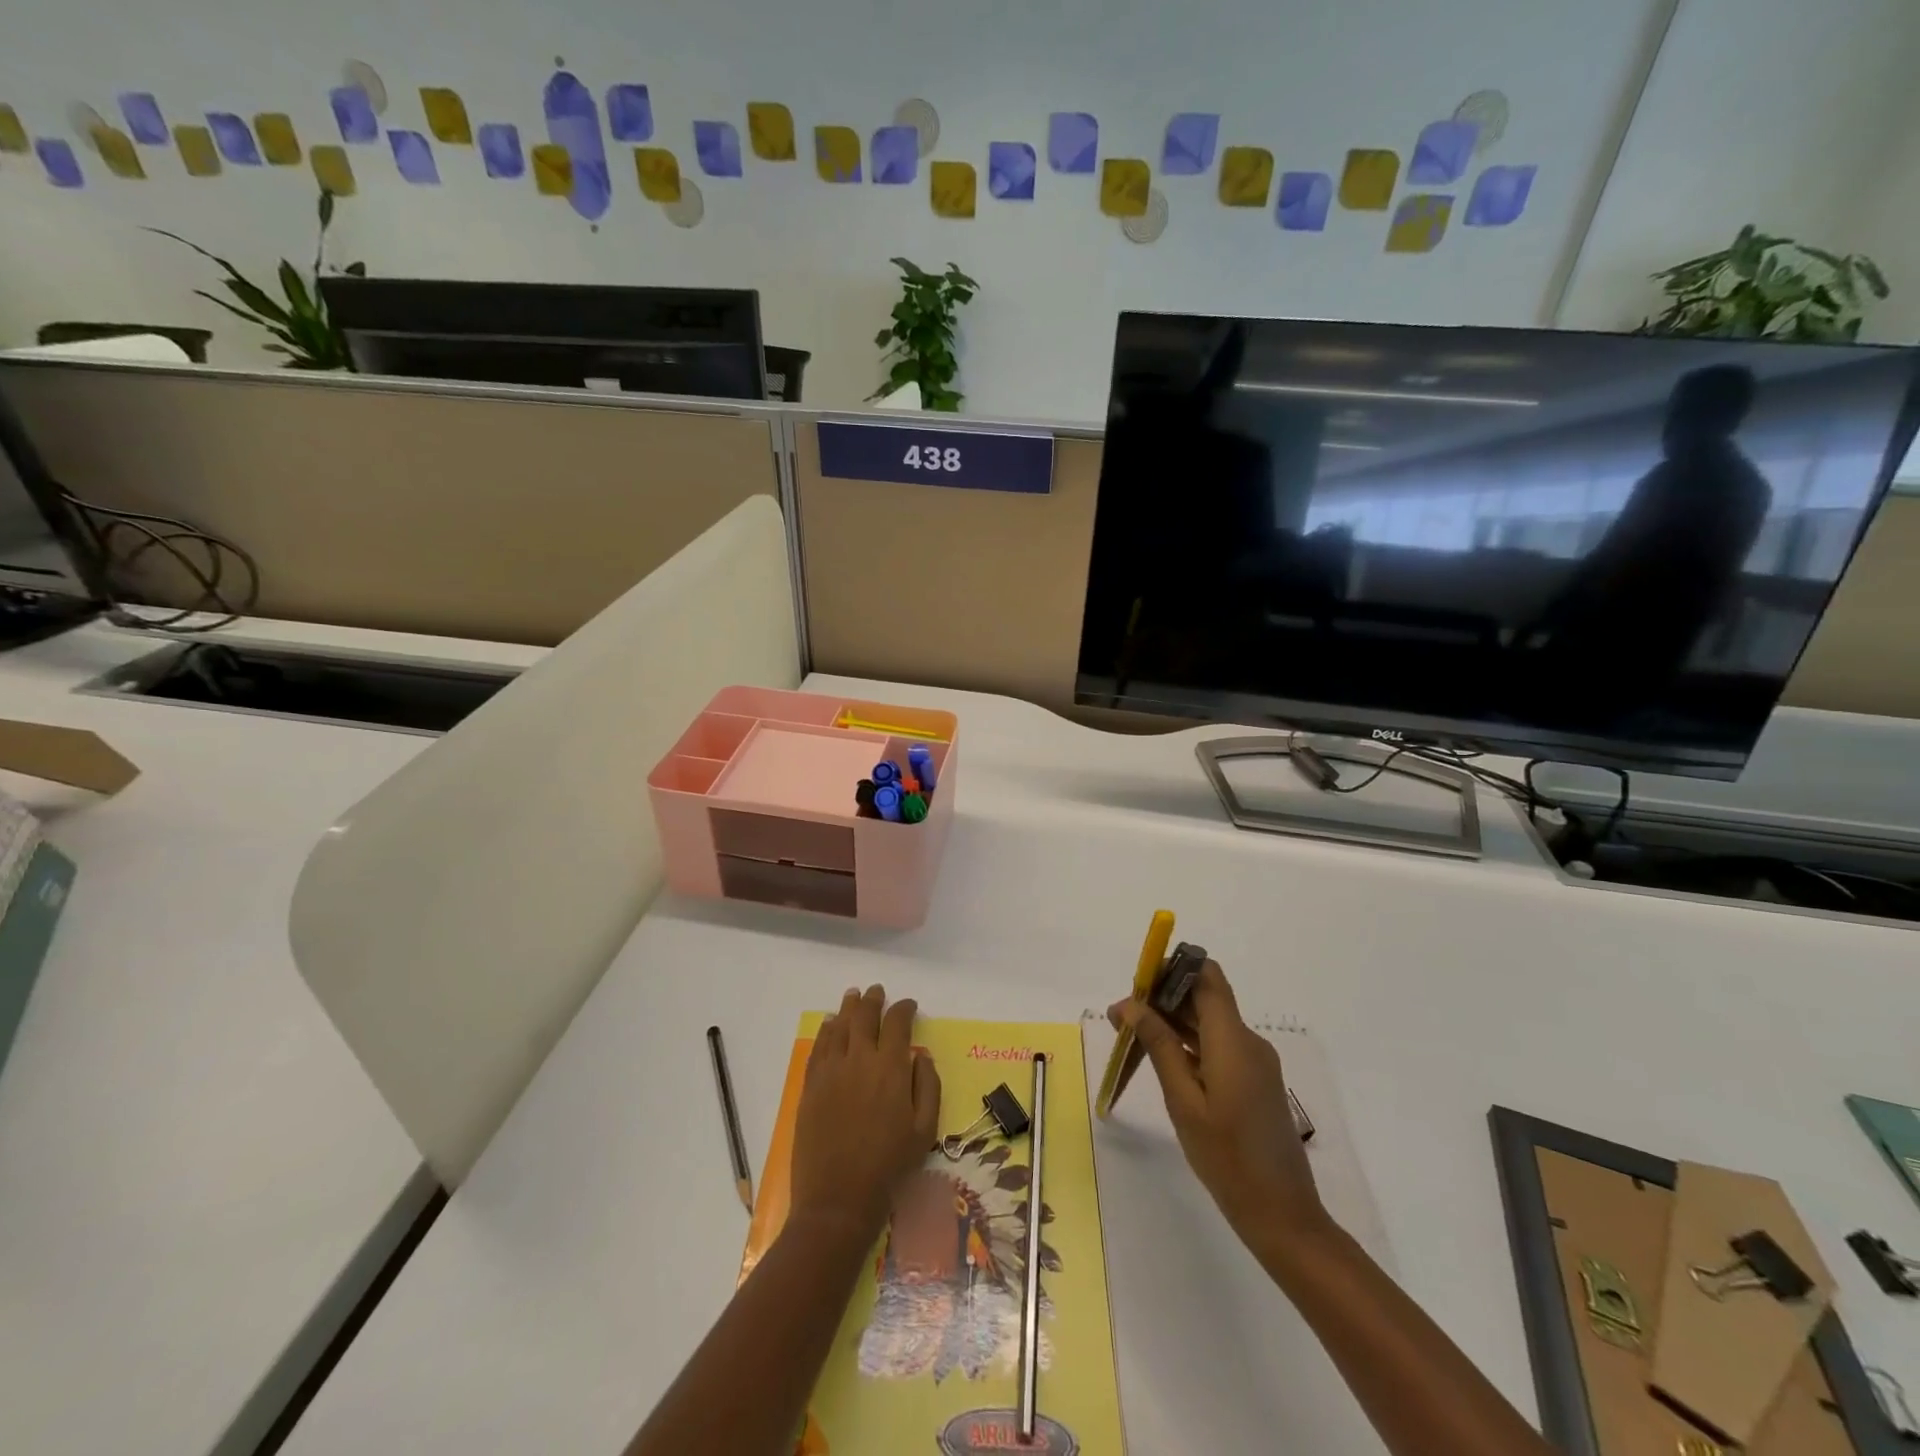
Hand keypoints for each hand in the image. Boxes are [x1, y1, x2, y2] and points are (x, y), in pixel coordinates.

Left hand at [791, 985, 940, 1241]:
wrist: (838, 1199)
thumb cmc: (889, 1166)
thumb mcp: (925, 1130)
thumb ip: (928, 1087)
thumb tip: (922, 1056)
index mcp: (892, 1068)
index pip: (898, 1023)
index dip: (904, 1009)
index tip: (909, 1005)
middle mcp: (860, 1059)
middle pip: (865, 1016)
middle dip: (873, 1000)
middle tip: (877, 991)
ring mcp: (831, 1070)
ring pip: (839, 1025)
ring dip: (848, 1007)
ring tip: (853, 995)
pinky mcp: (812, 1085)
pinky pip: (819, 1046)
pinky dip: (826, 1030)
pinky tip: (830, 1024)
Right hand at [1110, 960, 1328, 1253]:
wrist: (1283, 1215)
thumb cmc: (1227, 1158)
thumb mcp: (1183, 1100)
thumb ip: (1159, 1045)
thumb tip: (1131, 1004)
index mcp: (1233, 1039)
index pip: (1206, 976)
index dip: (1171, 968)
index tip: (1137, 985)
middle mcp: (1248, 1041)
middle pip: (1205, 997)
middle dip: (1163, 998)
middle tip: (1122, 1018)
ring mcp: (1255, 1062)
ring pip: (1210, 1022)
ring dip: (1173, 1022)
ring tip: (1133, 1038)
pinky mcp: (1255, 1081)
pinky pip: (1219, 1045)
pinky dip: (1190, 1044)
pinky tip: (1163, 1060)